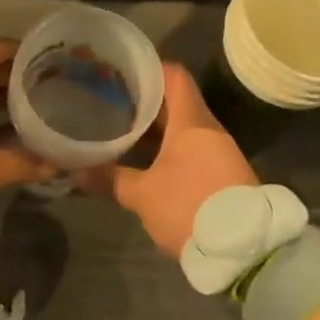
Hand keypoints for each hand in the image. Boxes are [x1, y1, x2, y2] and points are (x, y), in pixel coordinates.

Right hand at [84, 63, 255, 256]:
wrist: (244, 250)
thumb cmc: (190, 207)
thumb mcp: (143, 195)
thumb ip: (110, 179)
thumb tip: (76, 170)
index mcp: (192, 121)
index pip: (174, 76)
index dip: (150, 69)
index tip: (123, 71)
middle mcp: (209, 128)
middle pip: (178, 100)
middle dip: (146, 100)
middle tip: (114, 100)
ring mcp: (221, 150)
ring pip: (185, 125)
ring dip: (159, 126)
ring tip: (125, 127)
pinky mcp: (225, 172)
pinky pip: (194, 146)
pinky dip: (171, 145)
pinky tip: (149, 157)